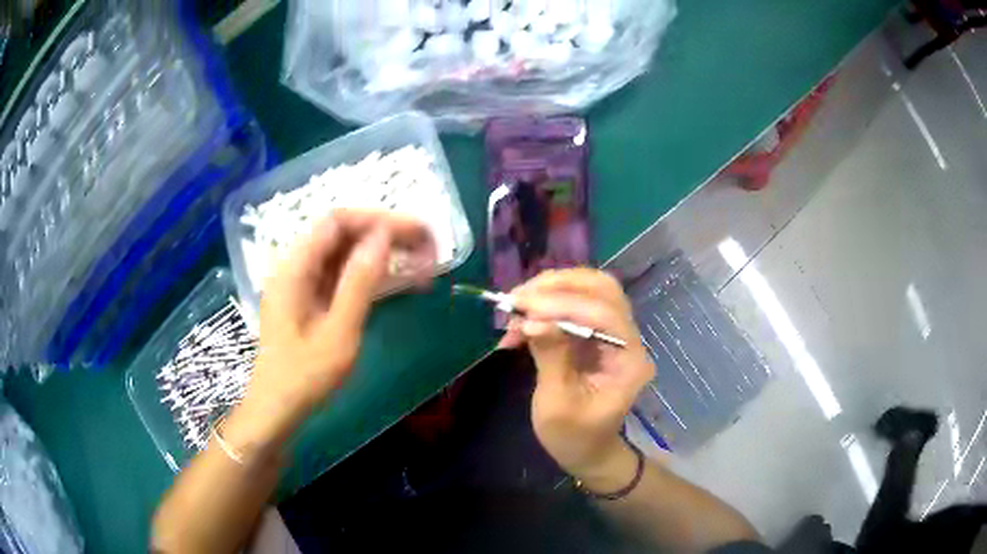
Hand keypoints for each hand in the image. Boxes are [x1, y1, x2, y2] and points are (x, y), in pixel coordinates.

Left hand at [226, 210, 435, 447]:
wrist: (277, 409)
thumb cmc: (304, 377)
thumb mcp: (338, 332)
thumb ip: (359, 282)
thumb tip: (383, 237)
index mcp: (294, 268)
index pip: (336, 222)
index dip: (377, 219)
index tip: (414, 231)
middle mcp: (296, 266)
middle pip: (342, 234)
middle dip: (385, 234)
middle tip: (426, 246)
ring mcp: (302, 282)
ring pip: (345, 253)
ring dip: (382, 253)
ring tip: (421, 261)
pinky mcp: (310, 298)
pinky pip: (342, 274)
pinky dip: (370, 274)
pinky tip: (397, 281)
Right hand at [502, 269, 654, 488]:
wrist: (587, 451)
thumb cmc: (574, 437)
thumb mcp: (557, 404)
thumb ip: (551, 357)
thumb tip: (533, 319)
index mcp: (630, 360)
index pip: (605, 314)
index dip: (564, 304)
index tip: (523, 307)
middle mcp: (629, 338)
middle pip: (602, 290)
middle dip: (558, 286)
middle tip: (518, 296)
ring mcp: (614, 333)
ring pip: (589, 291)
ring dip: (550, 292)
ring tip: (514, 307)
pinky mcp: (596, 335)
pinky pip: (574, 307)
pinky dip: (546, 306)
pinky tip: (520, 323)